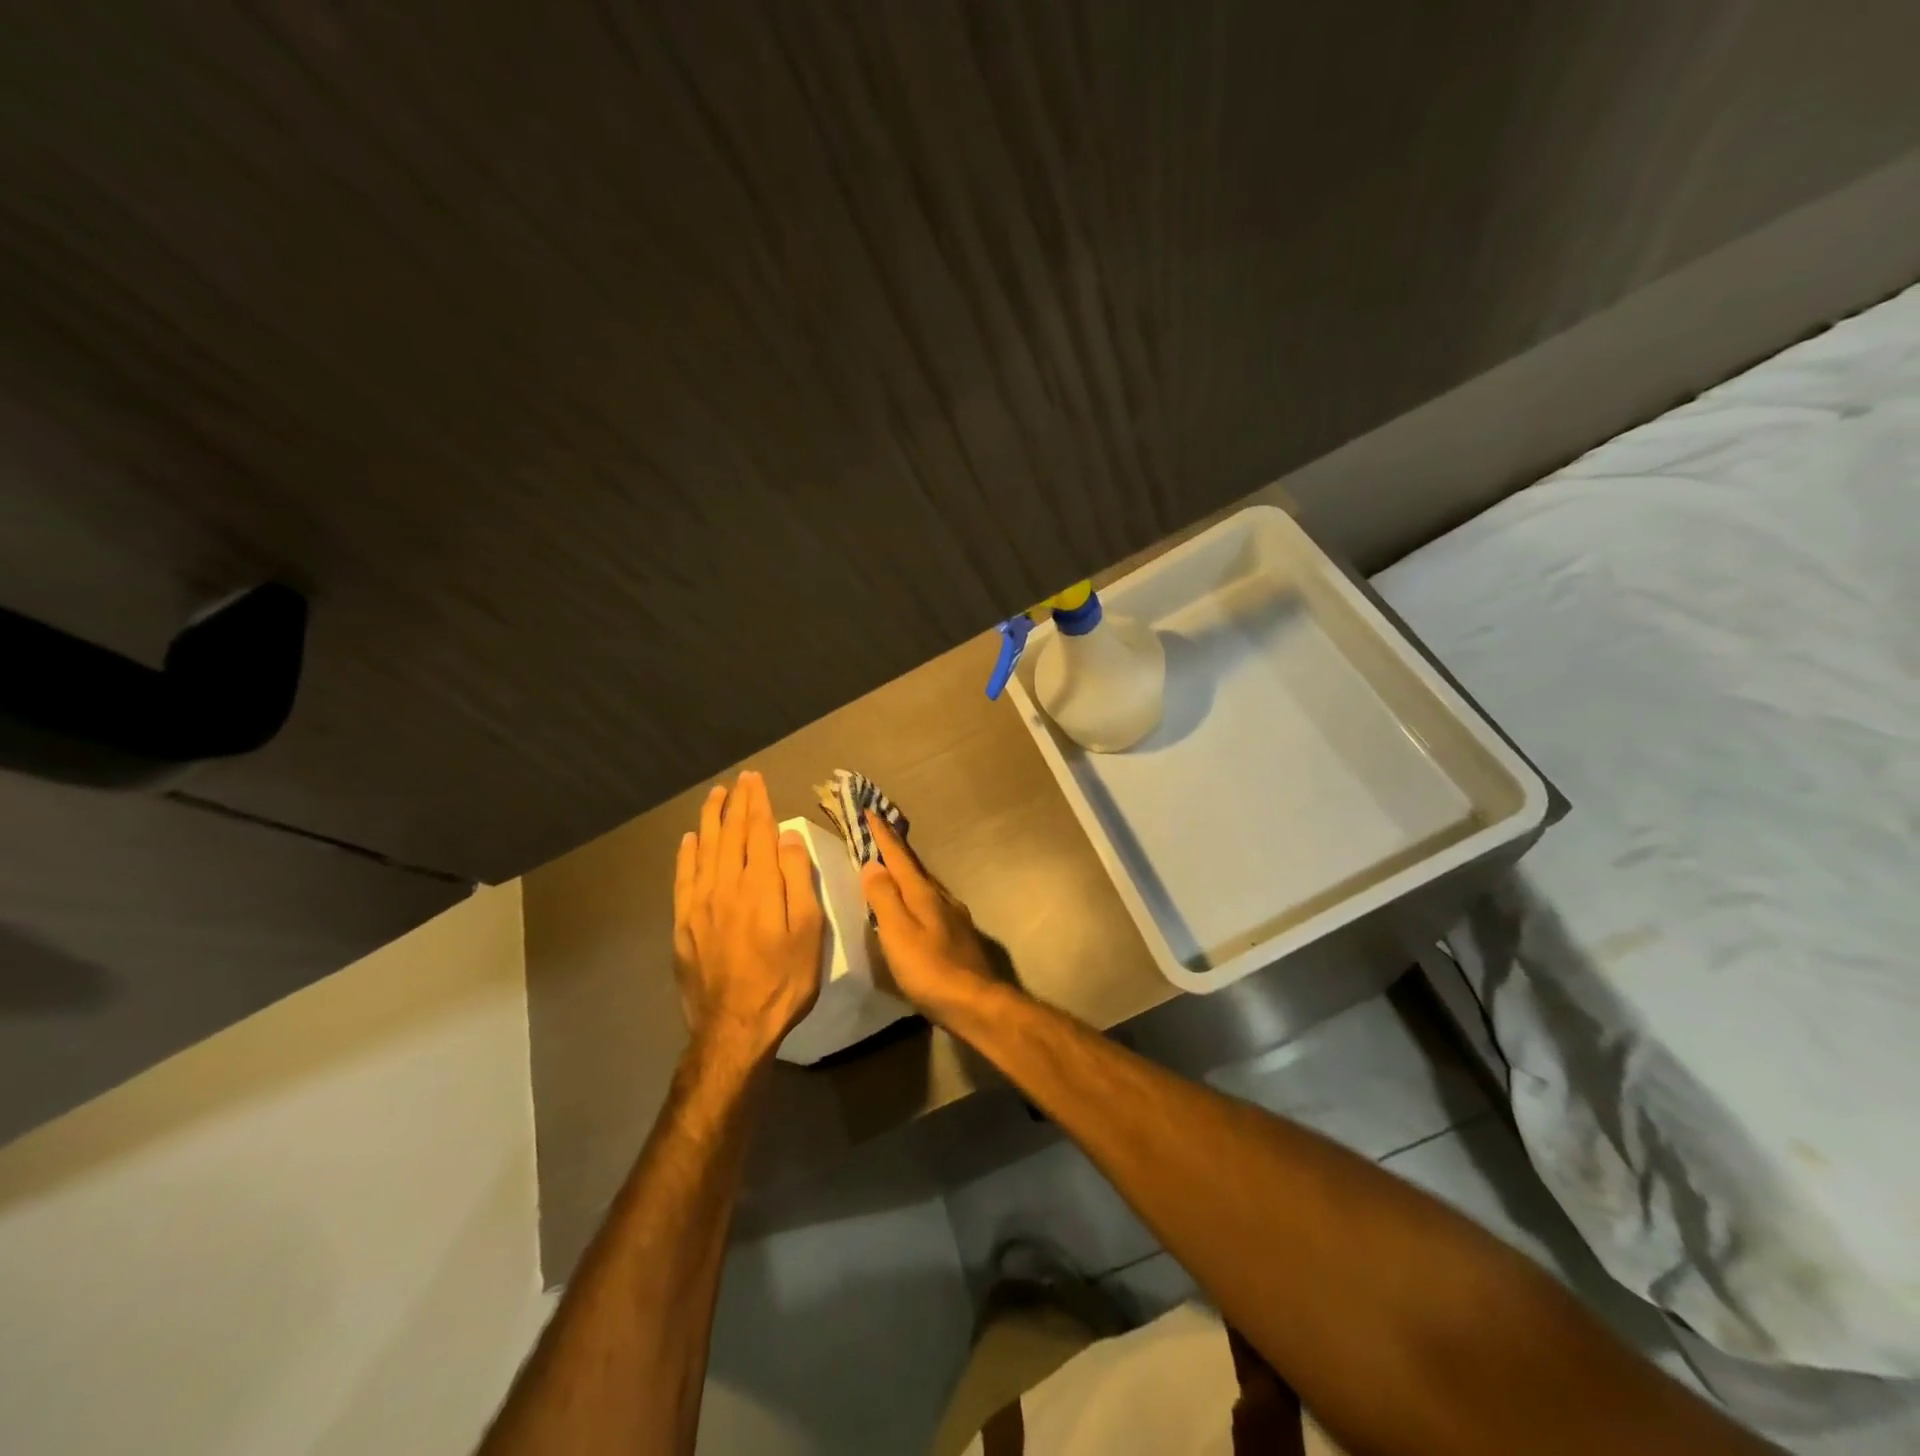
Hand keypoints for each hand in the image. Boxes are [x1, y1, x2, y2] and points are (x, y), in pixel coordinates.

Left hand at [673, 771, 823, 1061]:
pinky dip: (686, 854)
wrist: (735, 1028)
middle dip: (735, 803)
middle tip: (739, 779)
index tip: (756, 780)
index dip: (758, 803)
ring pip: (703, 850)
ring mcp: (699, 904)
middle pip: (729, 834)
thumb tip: (786, 837)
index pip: (758, 832)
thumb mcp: (807, 930)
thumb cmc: (784, 979)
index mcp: (759, 885)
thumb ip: (797, 879)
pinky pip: (683, 878)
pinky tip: (689, 840)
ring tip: (714, 796)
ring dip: (710, 819)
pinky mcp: (683, 924)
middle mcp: (725, 885)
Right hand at [860, 811, 997, 1014]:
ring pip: (924, 884)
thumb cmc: (930, 970)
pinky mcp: (958, 935)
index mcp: (924, 894)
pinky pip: (931, 902)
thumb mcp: (898, 934)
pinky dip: (915, 894)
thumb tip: (872, 864)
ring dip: (906, 872)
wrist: (975, 1003)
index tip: (871, 811)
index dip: (883, 835)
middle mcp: (941, 897)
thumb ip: (884, 899)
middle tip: (879, 833)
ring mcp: (953, 916)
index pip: (899, 857)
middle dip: (895, 849)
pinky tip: (914, 905)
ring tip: (891, 867)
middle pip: (914, 867)